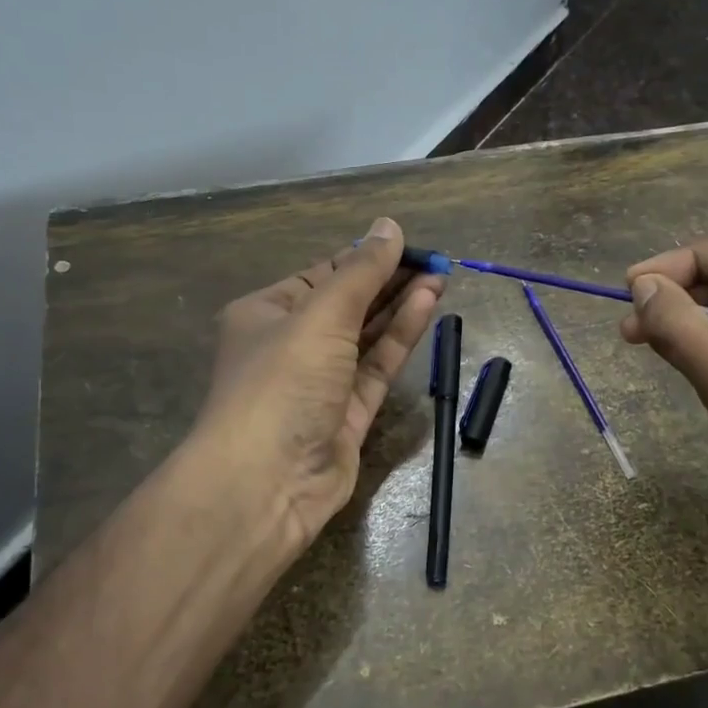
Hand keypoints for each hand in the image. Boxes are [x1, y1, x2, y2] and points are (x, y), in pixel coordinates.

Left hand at [193, 217, 443, 556]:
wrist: (266, 482)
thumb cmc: (282, 382)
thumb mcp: (321, 314)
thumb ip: (361, 272)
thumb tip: (388, 226)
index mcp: (267, 313)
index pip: (322, 275)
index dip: (365, 257)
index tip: (407, 243)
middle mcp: (292, 345)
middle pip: (348, 305)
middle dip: (389, 281)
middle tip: (435, 261)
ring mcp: (322, 383)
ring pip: (367, 336)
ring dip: (401, 306)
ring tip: (440, 277)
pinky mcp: (349, 415)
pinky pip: (378, 367)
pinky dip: (401, 338)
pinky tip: (427, 307)